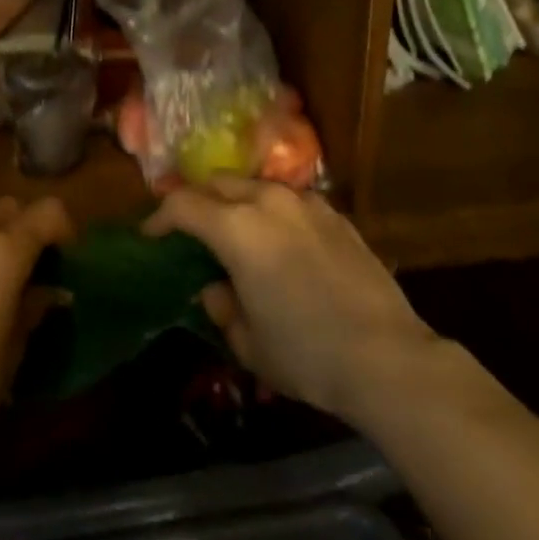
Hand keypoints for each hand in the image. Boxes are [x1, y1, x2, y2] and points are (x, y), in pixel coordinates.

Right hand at [145, 179, 444, 426]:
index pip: (184, 205)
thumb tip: (215, 288)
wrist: (387, 357)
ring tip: (234, 232)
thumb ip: (222, 307)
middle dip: (197, 200)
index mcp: (237, 229)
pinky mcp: (337, 216)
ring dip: (236, 201)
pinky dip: (272, 211)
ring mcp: (308, 204)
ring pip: (257, 185)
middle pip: (219, 183)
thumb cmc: (306, 353)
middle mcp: (270, 203)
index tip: (151, 235)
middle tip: (189, 229)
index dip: (160, 218)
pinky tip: (280, 242)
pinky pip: (291, 201)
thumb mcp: (248, 342)